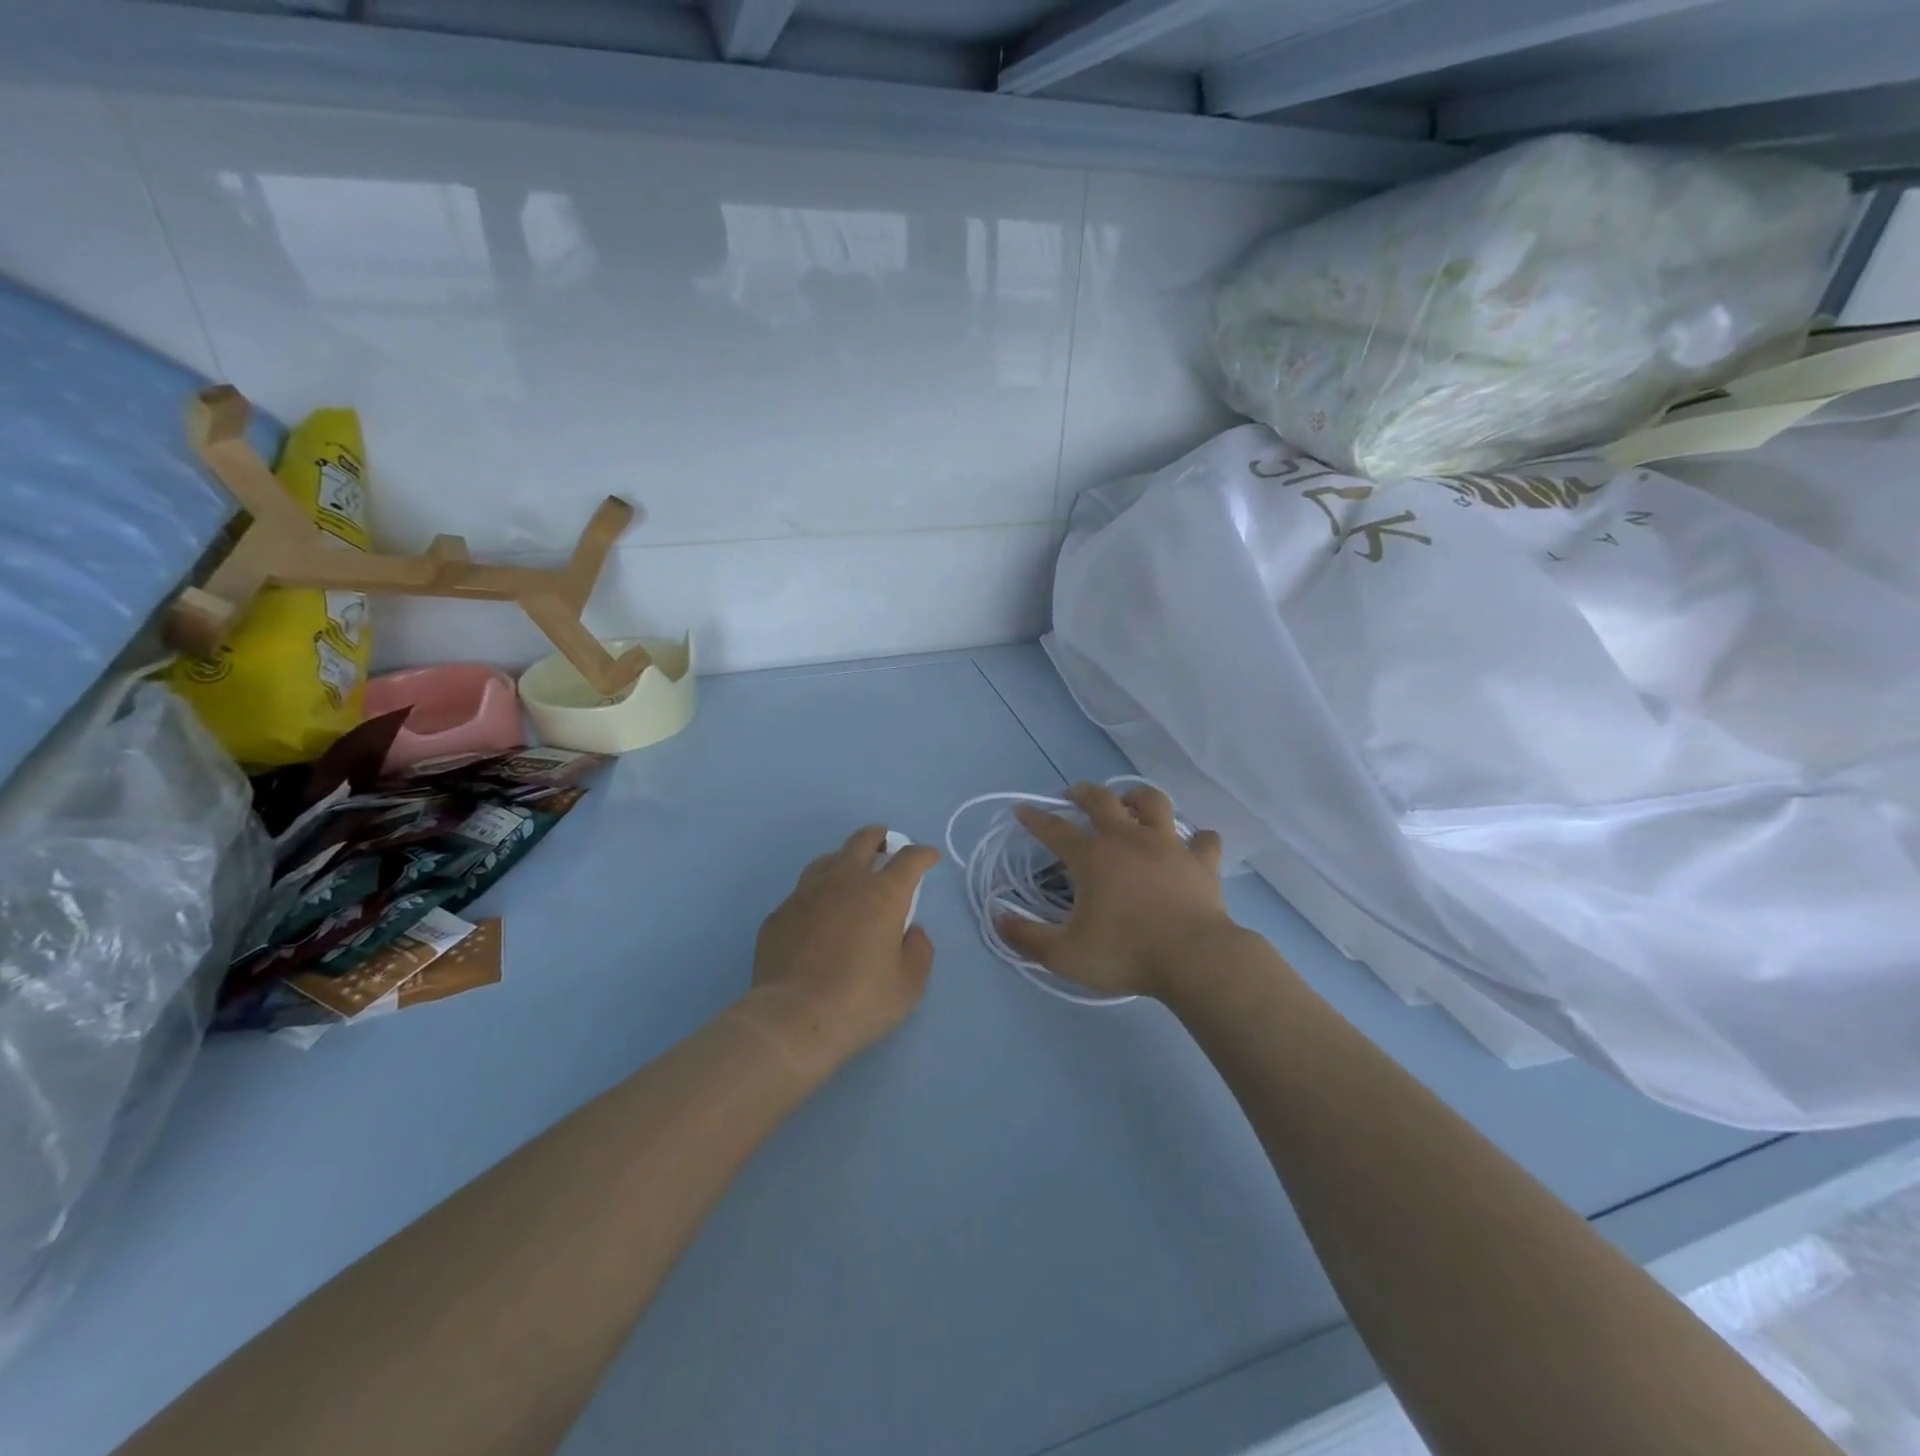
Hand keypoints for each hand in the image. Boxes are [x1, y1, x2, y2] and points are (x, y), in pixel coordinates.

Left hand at [744, 826, 940, 1069]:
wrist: (792, 1018)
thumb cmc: (859, 1002)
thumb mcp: (909, 986)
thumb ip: (918, 951)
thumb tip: (911, 931)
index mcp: (883, 894)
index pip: (910, 859)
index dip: (923, 854)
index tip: (930, 858)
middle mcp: (844, 882)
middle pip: (863, 841)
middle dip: (879, 837)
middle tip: (885, 844)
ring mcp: (806, 894)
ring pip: (828, 859)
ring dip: (844, 859)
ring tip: (849, 872)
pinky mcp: (780, 913)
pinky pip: (802, 892)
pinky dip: (817, 894)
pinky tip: (817, 913)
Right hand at [999, 783, 1227, 999]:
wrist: (1195, 960)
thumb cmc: (1126, 954)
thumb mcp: (1064, 955)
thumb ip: (1027, 938)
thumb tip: (998, 919)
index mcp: (1093, 857)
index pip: (1055, 829)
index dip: (1035, 818)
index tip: (1022, 810)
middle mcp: (1129, 840)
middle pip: (1102, 800)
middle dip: (1083, 792)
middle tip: (1074, 795)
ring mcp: (1169, 847)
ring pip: (1154, 803)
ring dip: (1138, 798)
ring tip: (1130, 804)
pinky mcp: (1201, 862)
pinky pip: (1204, 840)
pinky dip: (1197, 839)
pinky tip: (1192, 844)